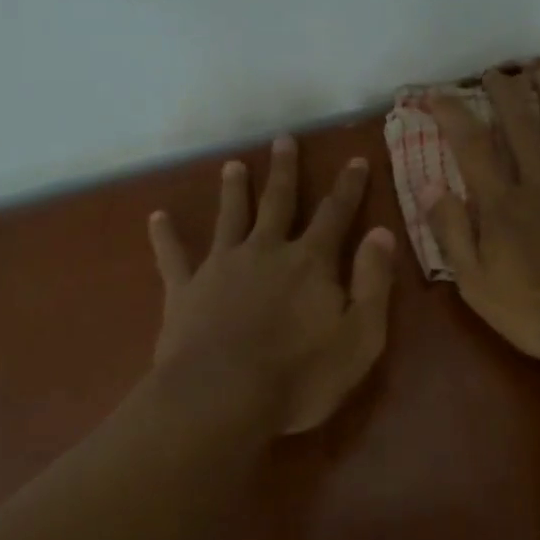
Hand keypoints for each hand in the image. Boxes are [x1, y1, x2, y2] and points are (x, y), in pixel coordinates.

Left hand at [148, 136, 396, 433]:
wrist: (221, 399)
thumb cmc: (300, 376)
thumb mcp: (360, 336)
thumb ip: (373, 282)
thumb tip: (382, 232)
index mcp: (310, 262)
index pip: (335, 214)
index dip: (348, 186)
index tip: (355, 158)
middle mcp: (265, 250)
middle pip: (278, 202)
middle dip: (285, 171)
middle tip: (284, 140)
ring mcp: (221, 266)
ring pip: (229, 217)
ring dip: (233, 190)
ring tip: (232, 165)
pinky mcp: (185, 290)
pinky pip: (173, 256)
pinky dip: (165, 236)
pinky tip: (157, 216)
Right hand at [425, 66, 539, 360]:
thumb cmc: (538, 310)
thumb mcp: (476, 284)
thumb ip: (452, 233)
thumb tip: (427, 187)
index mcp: (502, 204)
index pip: (471, 148)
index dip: (452, 116)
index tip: (435, 94)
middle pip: (521, 128)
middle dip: (505, 95)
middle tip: (496, 72)